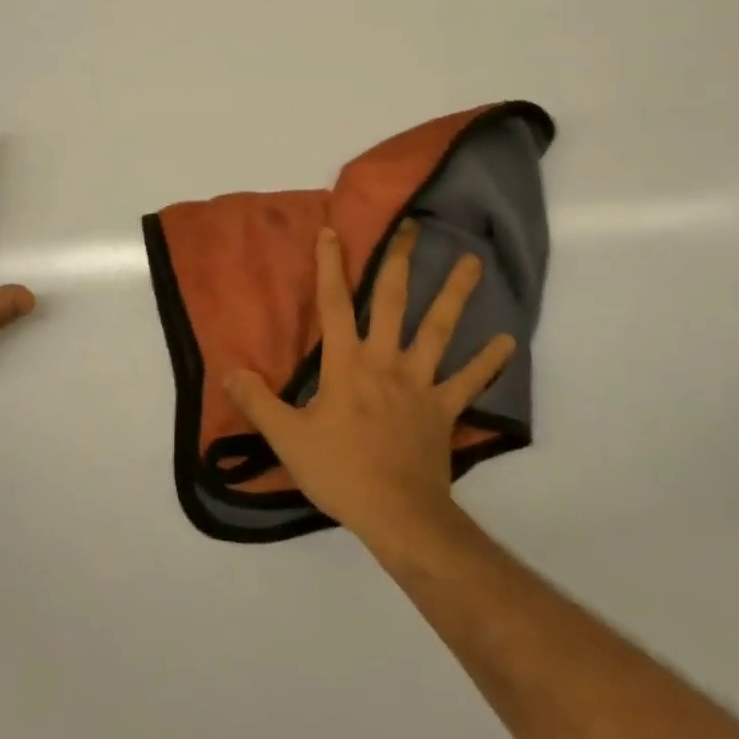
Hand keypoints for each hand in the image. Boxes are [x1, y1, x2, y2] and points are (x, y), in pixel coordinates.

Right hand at [223, 221, 514, 549]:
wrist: (398, 514)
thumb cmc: (340, 473)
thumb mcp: (287, 439)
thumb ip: (258, 402)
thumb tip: (229, 372)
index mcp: (346, 363)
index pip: (333, 304)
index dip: (330, 266)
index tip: (332, 231)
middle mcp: (386, 360)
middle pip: (392, 300)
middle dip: (399, 260)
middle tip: (413, 225)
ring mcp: (420, 381)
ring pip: (439, 328)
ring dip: (456, 294)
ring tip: (473, 262)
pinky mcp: (444, 407)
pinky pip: (470, 380)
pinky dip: (489, 362)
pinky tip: (508, 340)